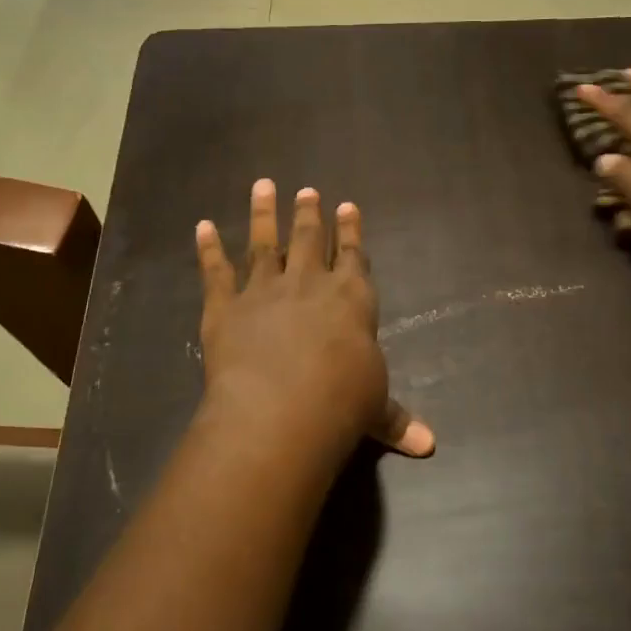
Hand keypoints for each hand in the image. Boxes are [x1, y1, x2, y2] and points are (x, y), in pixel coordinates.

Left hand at [195, 179, 433, 467]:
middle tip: (307, 191)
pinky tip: (201, 226)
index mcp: (351, 299)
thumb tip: (429, 445)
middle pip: (308, 240)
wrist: (283, 409)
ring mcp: (264, 291)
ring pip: (263, 244)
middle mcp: (309, 284)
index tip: (347, 205)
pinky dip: (207, 249)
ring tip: (262, 186)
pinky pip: (216, 272)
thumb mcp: (376, 409)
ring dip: (263, 214)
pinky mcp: (225, 307)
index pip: (352, 256)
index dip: (350, 231)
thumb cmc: (342, 403)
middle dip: (309, 215)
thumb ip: (397, 419)